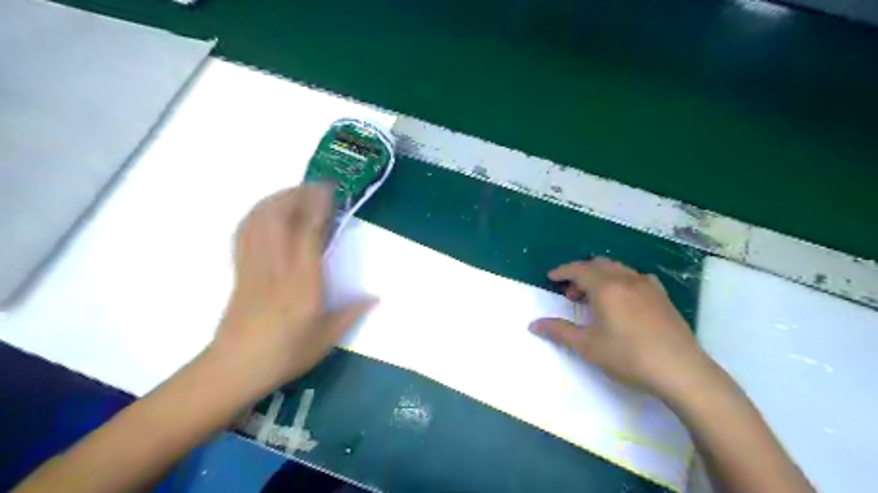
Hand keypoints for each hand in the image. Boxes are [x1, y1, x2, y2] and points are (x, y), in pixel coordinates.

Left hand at [213, 187, 378, 399]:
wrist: (234, 368)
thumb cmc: (285, 354)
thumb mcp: (327, 338)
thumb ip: (352, 313)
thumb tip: (376, 298)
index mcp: (303, 284)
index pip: (309, 234)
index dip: (319, 207)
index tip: (330, 191)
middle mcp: (277, 268)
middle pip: (280, 218)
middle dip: (298, 194)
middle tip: (316, 186)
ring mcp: (254, 266)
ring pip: (260, 220)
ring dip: (277, 199)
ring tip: (295, 191)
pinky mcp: (240, 269)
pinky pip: (244, 232)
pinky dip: (256, 213)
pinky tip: (268, 210)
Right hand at [528, 258, 712, 400]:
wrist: (681, 371)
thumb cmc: (628, 357)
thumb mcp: (587, 346)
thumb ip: (558, 331)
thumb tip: (533, 324)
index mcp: (606, 287)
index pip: (578, 269)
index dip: (562, 271)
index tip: (551, 277)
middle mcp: (626, 279)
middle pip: (598, 265)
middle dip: (580, 274)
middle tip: (571, 295)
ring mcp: (648, 285)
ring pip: (618, 269)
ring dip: (600, 276)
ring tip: (595, 299)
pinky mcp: (662, 296)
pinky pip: (635, 277)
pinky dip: (621, 281)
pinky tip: (623, 300)